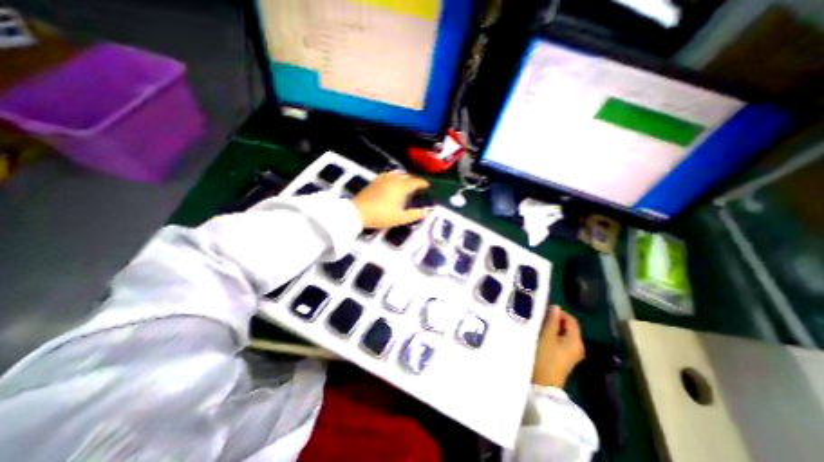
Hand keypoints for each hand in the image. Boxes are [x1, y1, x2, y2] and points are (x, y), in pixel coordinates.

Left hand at [353, 169, 432, 228]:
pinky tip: (392, 181)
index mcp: (401, 187)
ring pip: (397, 174)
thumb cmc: (381, 216)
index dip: (422, 183)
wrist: (358, 212)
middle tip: (418, 185)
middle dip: (413, 179)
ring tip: (407, 182)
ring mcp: (382, 179)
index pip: (415, 181)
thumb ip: (415, 214)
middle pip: (406, 176)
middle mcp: (393, 180)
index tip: (427, 185)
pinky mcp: (374, 181)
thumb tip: (428, 211)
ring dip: (404, 177)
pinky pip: (388, 175)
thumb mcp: (400, 218)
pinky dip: (394, 177)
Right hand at [535, 306, 585, 386]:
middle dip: (554, 320)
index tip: (544, 310)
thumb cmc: (545, 357)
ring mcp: (571, 354)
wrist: (543, 385)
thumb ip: (552, 320)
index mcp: (576, 340)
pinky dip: (551, 336)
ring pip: (562, 334)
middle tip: (539, 316)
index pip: (571, 320)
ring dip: (551, 328)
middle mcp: (577, 346)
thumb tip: (556, 307)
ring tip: (538, 324)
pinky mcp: (563, 358)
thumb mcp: (547, 336)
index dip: (559, 312)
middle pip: (567, 327)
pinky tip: (540, 335)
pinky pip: (559, 341)